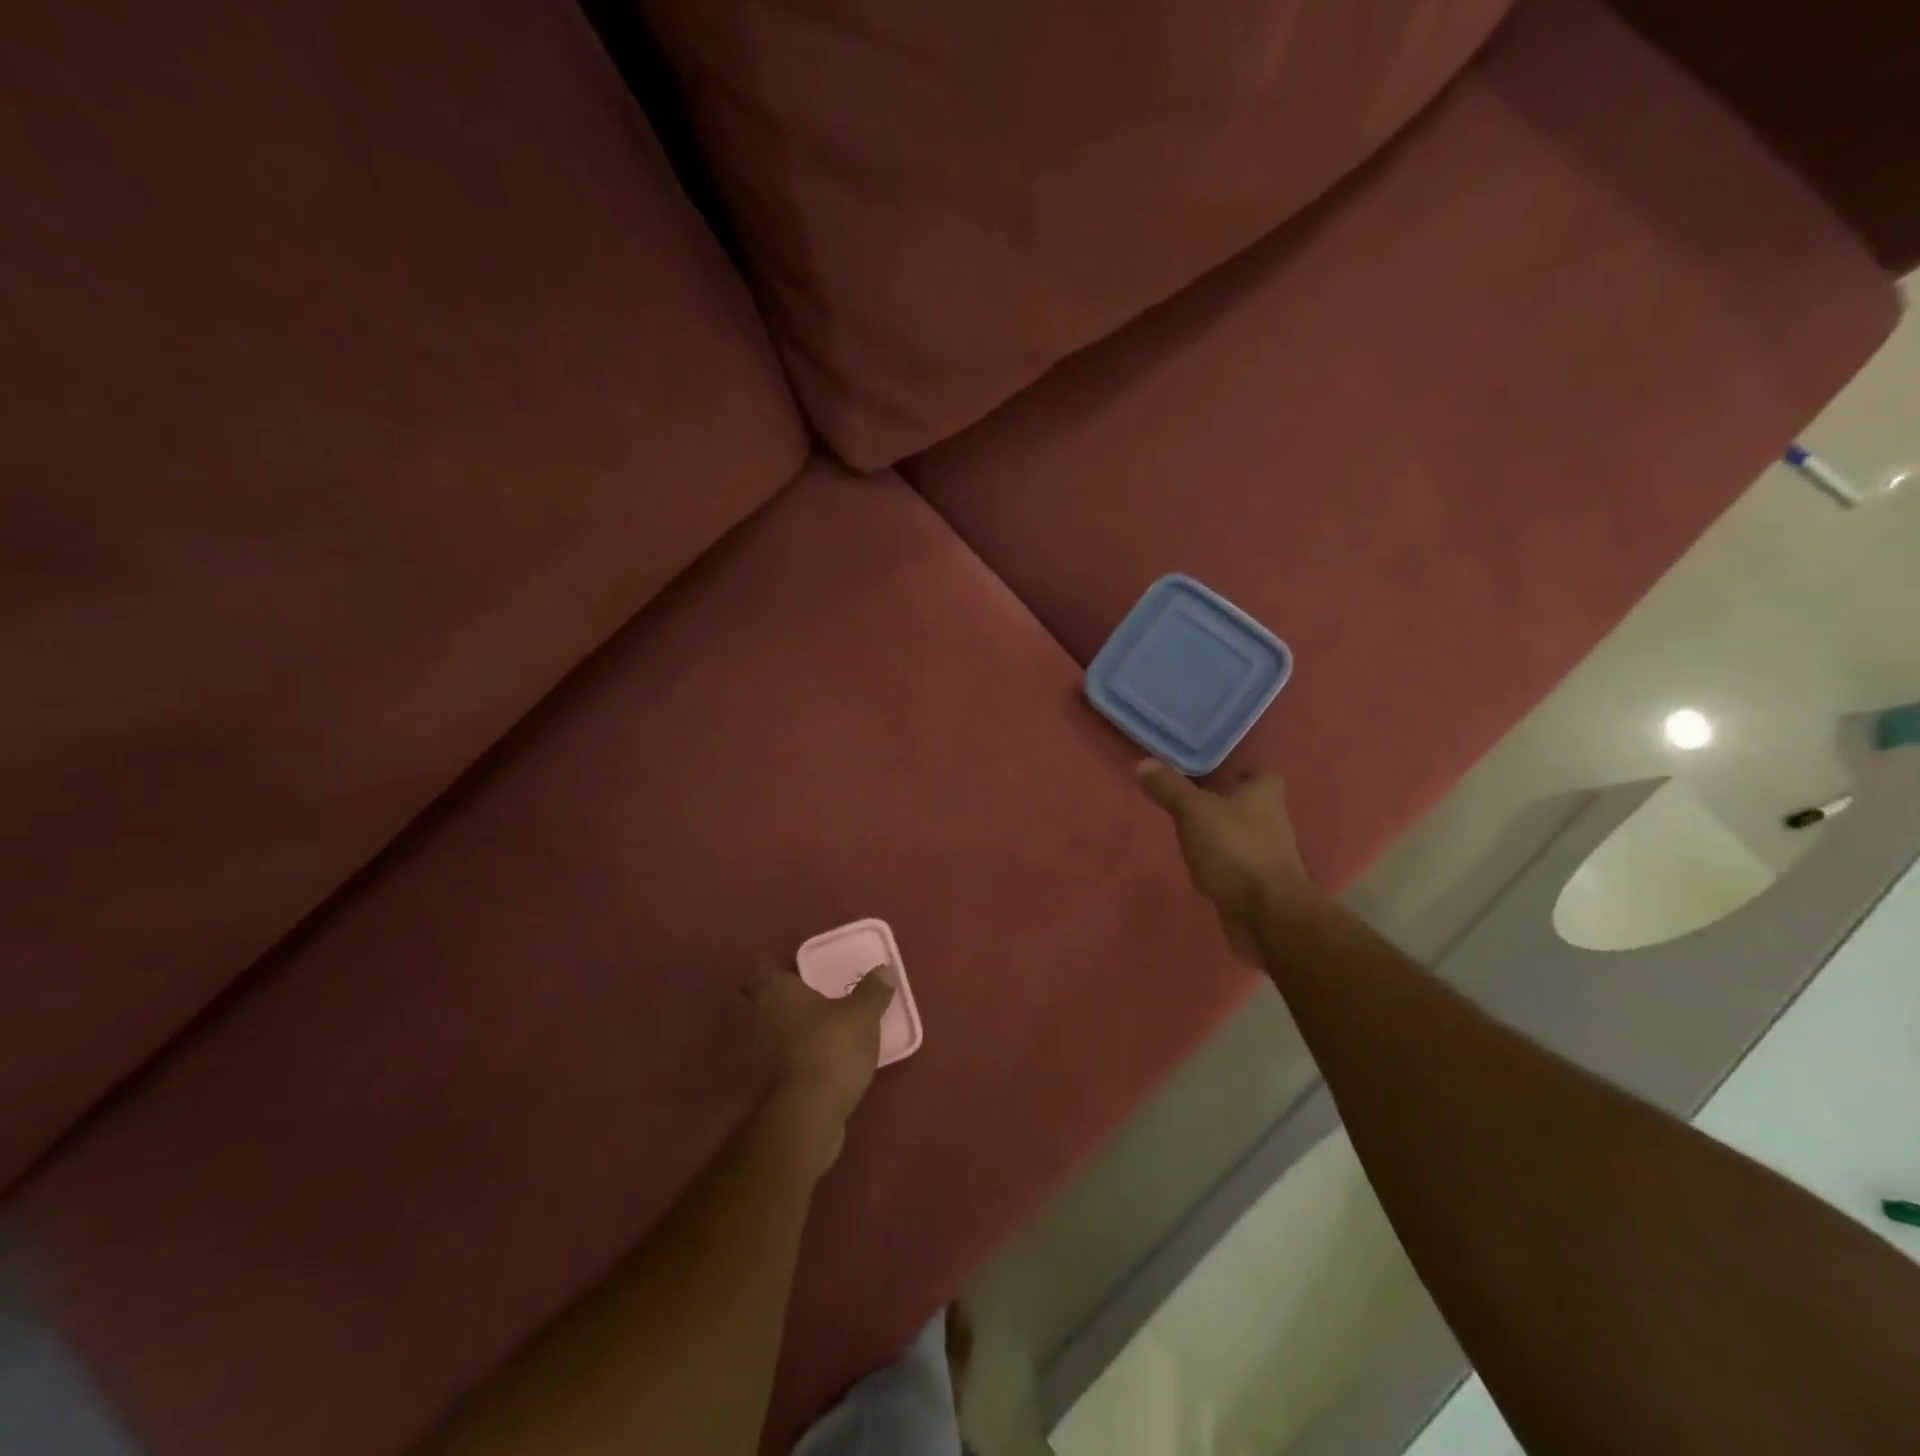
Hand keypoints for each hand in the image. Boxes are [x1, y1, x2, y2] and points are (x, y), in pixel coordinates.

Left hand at [746, 968, 894, 1171]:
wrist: (806, 1115)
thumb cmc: (830, 1049)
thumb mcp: (862, 1015)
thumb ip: (873, 990)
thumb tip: (884, 969)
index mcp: (775, 992)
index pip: (762, 974)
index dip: (779, 975)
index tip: (799, 977)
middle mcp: (757, 1018)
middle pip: (766, 1005)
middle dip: (787, 1005)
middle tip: (817, 1003)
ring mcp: (756, 1056)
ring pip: (773, 1035)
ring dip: (792, 1034)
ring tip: (824, 1034)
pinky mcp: (763, 1087)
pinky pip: (780, 1063)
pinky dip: (795, 1061)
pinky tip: (820, 1064)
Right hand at [1136, 760, 1314, 962]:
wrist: (1267, 914)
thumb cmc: (1235, 849)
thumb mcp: (1193, 811)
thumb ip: (1169, 788)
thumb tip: (1145, 763)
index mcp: (1265, 796)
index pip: (1261, 775)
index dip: (1240, 773)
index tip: (1213, 775)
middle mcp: (1273, 823)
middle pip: (1249, 807)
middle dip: (1224, 805)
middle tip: (1191, 803)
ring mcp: (1269, 858)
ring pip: (1242, 838)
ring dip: (1220, 838)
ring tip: (1187, 836)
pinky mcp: (1261, 888)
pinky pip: (1236, 869)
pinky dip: (1220, 868)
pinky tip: (1197, 870)